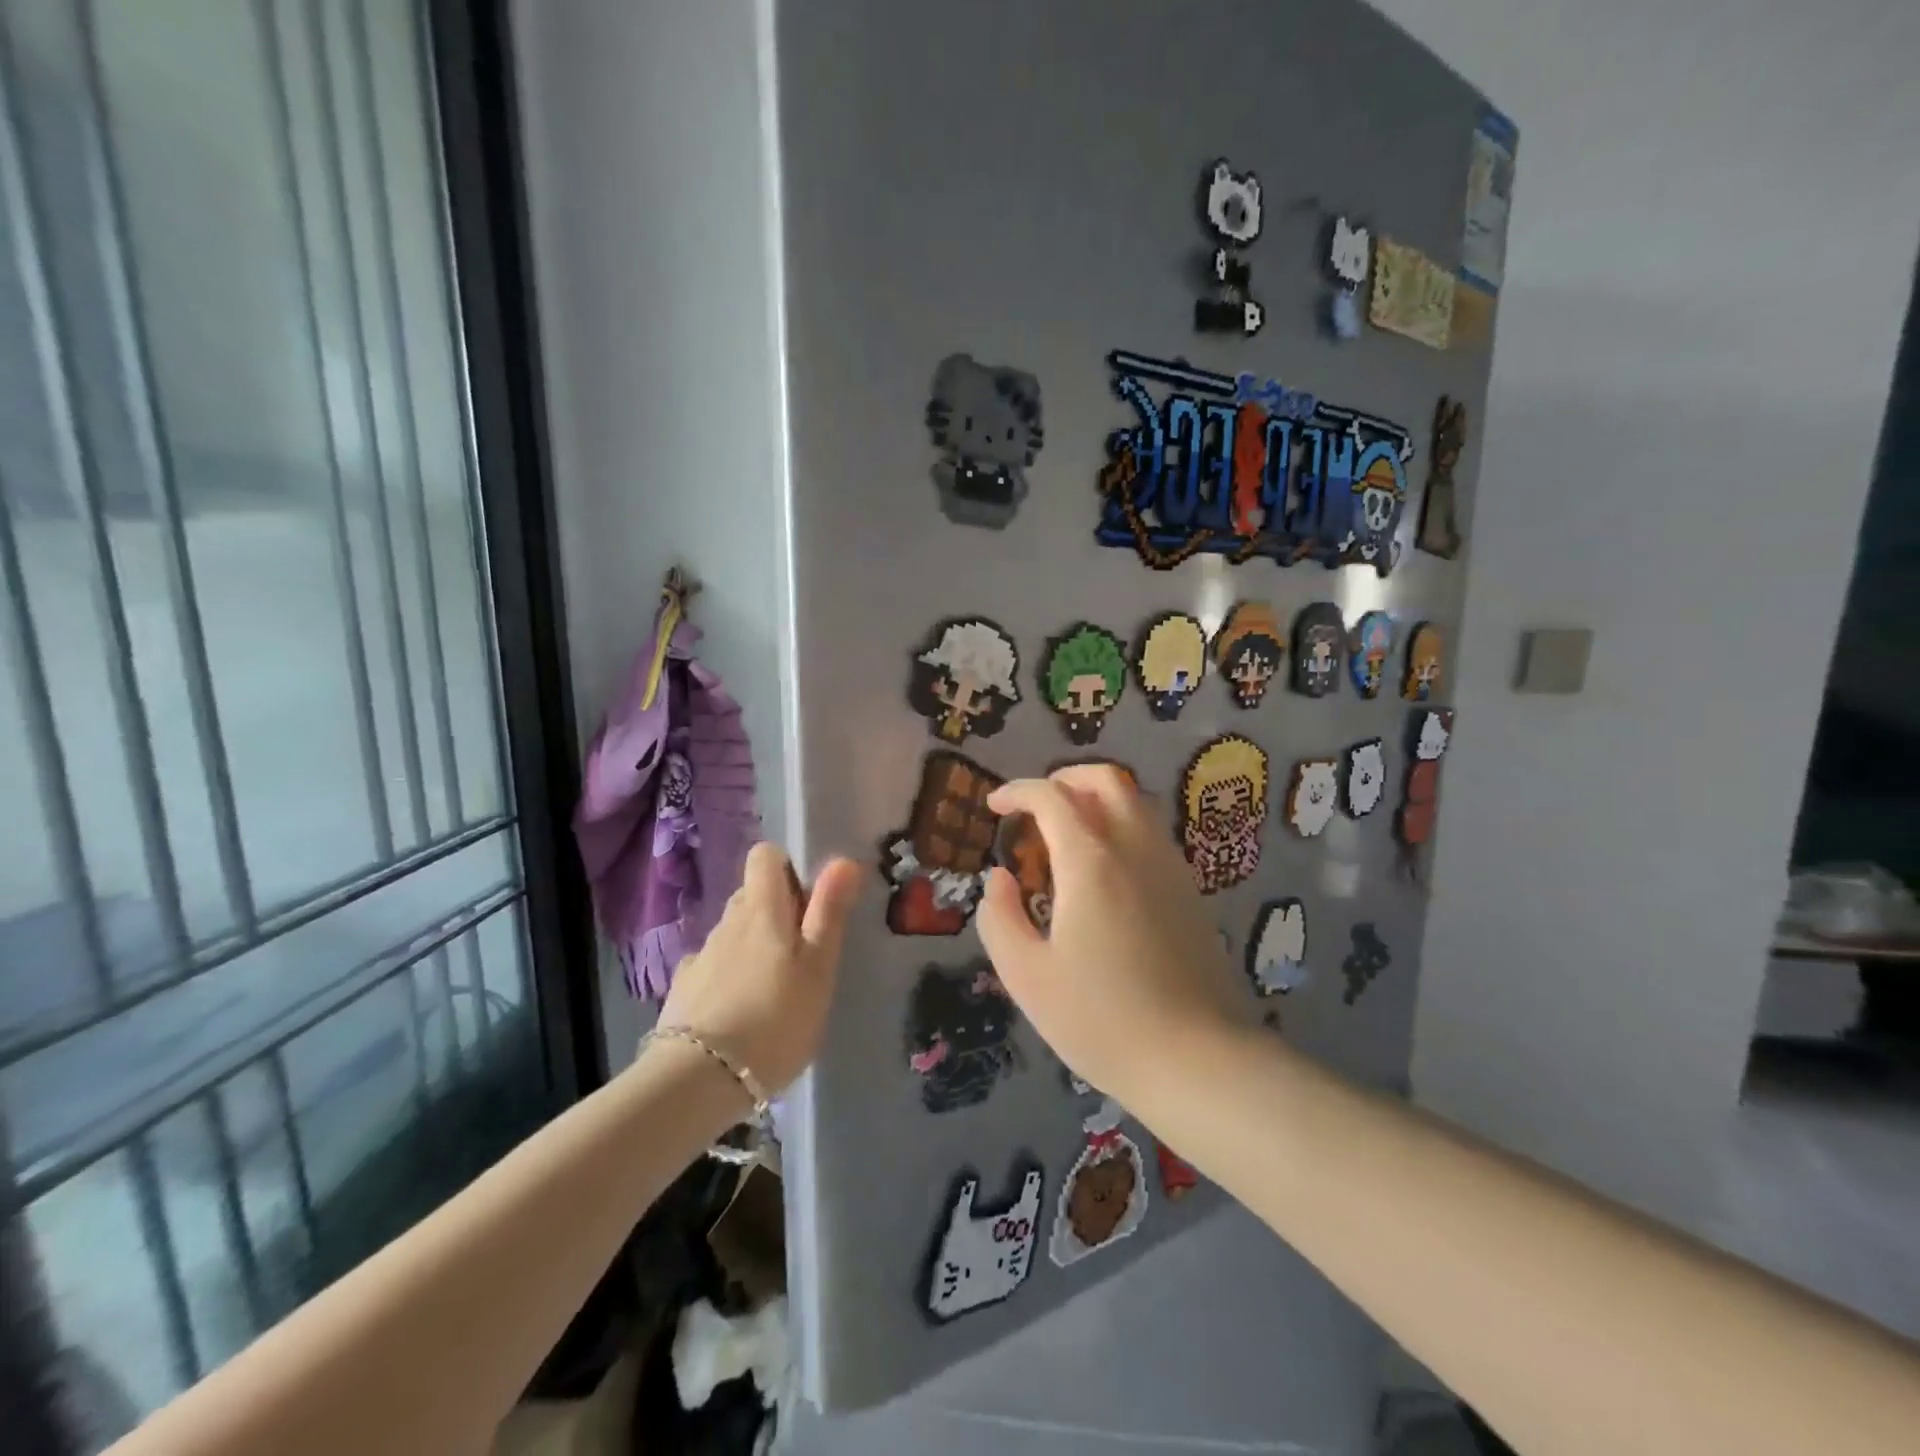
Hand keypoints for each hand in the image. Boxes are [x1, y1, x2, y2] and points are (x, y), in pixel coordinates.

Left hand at [655, 842, 860, 1093]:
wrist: (698, 1081)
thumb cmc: (775, 1018)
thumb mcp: (818, 966)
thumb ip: (829, 911)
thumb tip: (842, 859)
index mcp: (762, 909)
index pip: (765, 855)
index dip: (788, 868)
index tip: (810, 902)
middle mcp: (727, 922)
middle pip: (752, 896)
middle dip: (776, 911)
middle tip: (802, 953)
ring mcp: (701, 956)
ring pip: (734, 933)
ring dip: (754, 947)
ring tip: (775, 990)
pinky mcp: (684, 991)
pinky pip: (714, 968)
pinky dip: (729, 978)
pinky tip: (740, 1013)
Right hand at [977, 765, 1247, 1110]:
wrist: (1198, 1059)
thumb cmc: (1101, 1020)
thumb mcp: (1027, 976)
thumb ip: (1000, 918)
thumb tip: (1000, 878)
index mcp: (1090, 862)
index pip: (1051, 797)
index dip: (1017, 792)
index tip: (994, 806)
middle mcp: (1135, 848)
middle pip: (1105, 780)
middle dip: (1065, 778)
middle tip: (1036, 804)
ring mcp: (1170, 867)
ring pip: (1136, 802)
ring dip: (1097, 799)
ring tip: (1067, 833)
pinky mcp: (1190, 891)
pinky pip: (1152, 832)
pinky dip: (1122, 825)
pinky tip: (1105, 868)